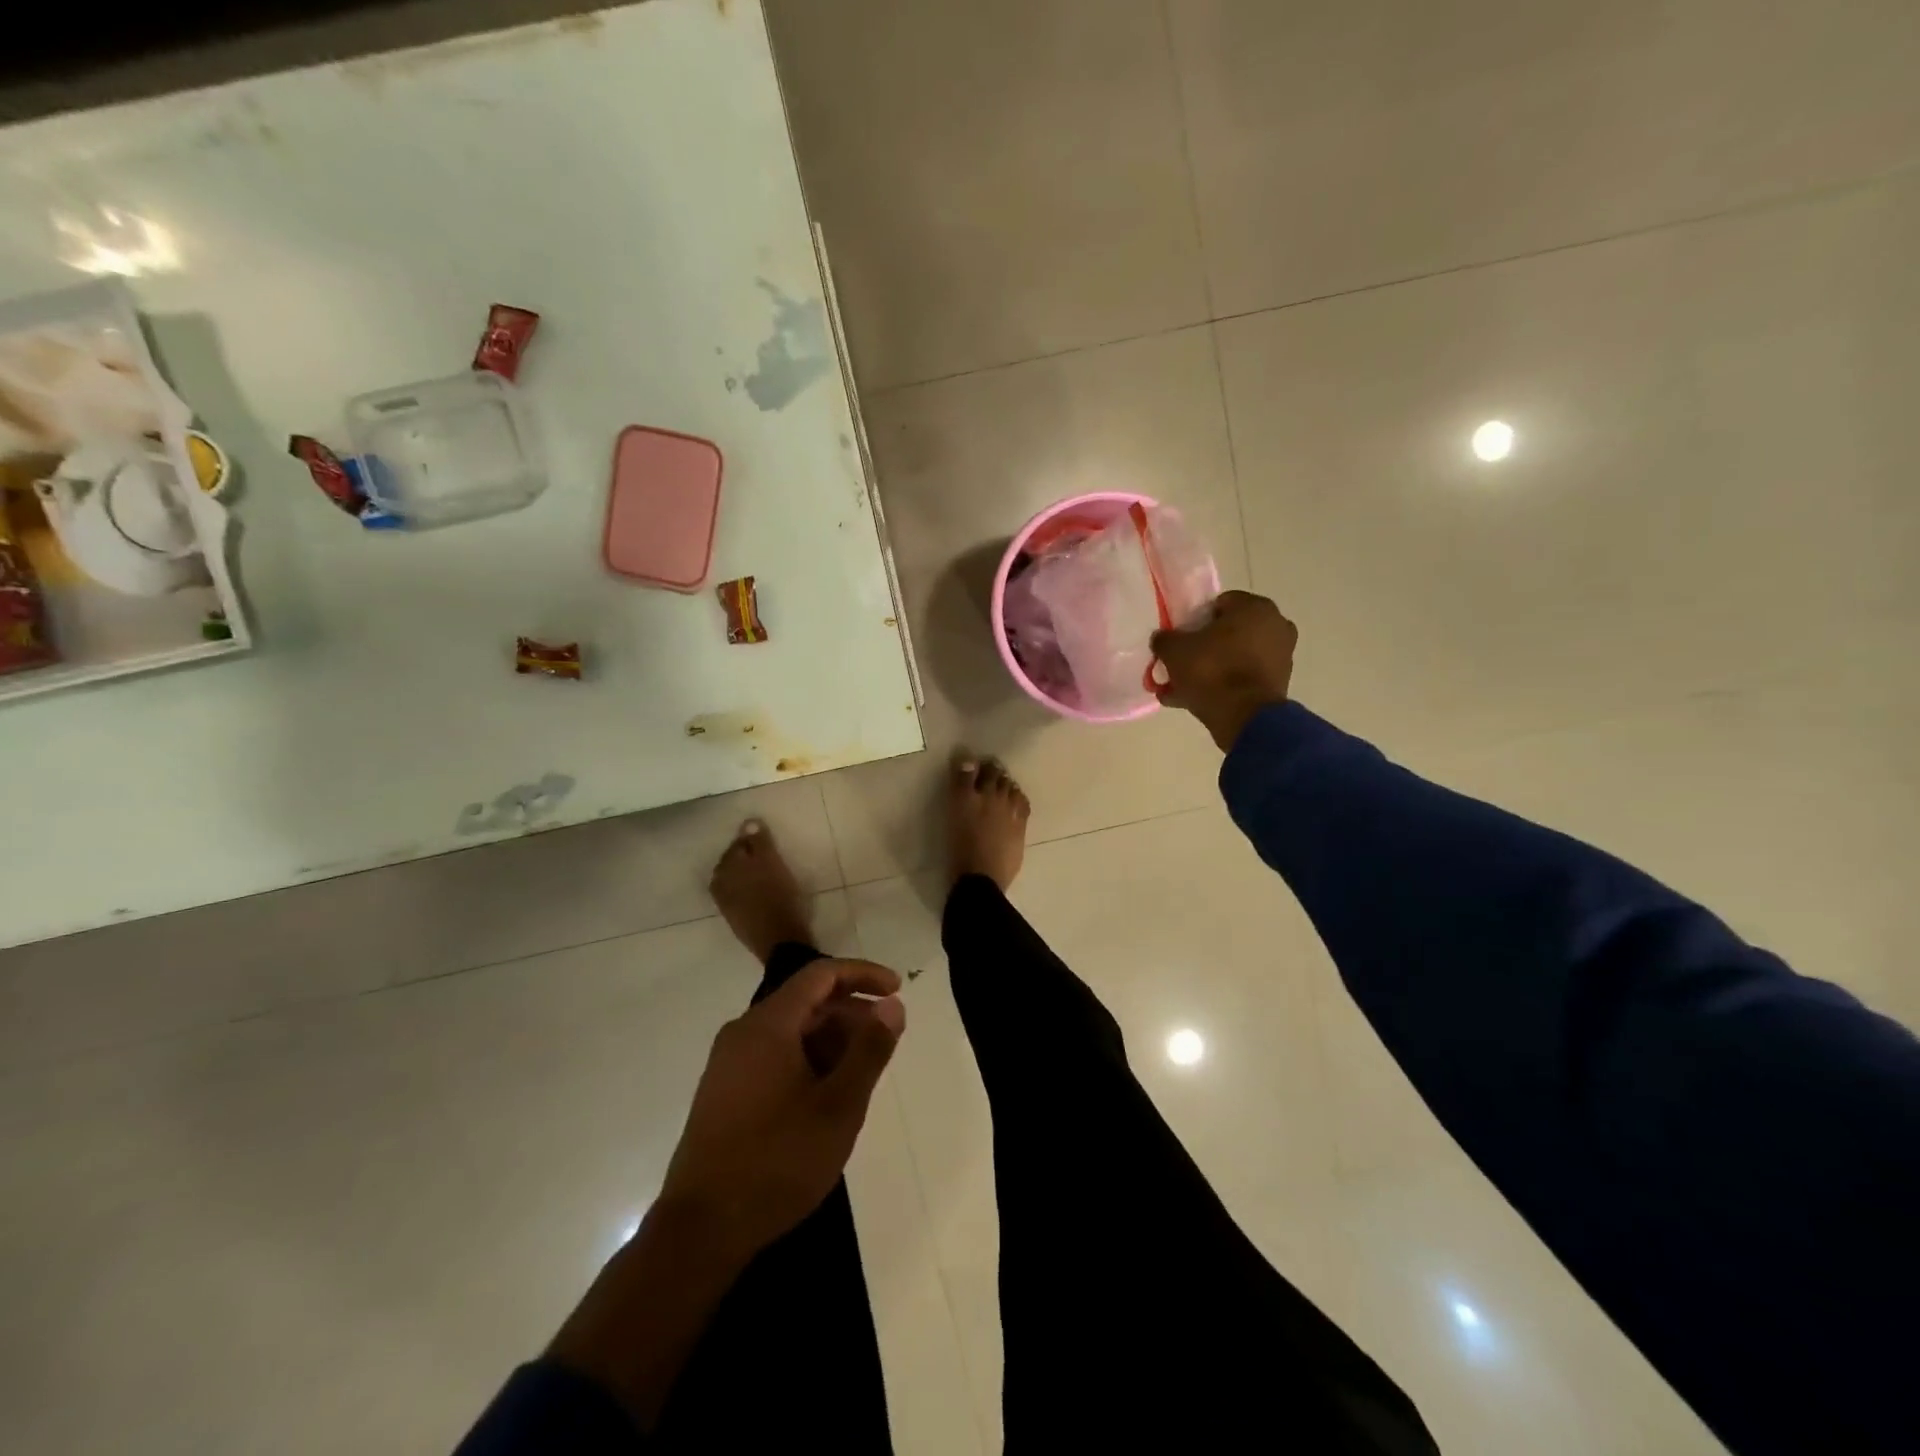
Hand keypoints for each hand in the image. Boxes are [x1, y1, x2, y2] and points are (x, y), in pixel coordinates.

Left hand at [660, 957, 905, 1259]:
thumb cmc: (777, 1161)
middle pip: (806, 1002)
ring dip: (831, 1040)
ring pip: (790, 1031)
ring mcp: (729, 1063)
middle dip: (850, 1013)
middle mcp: (743, 1032)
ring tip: (862, 1072)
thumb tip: (892, 1005)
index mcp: (768, 1025)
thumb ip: (869, 1050)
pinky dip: (808, 1060)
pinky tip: (827, 1095)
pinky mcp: (724, 1092)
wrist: (701, 1230)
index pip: (821, 975)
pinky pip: (774, 1055)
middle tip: (886, 1040)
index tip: (897, 989)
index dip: (862, 974)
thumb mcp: (839, 1107)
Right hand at [1152, 590, 1298, 751]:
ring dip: (1213, 668)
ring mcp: (1281, 656)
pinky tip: (1198, 700)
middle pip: (1229, 632)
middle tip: (1182, 663)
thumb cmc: (1211, 670)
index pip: (1219, 604)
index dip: (1195, 620)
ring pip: (1235, 657)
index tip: (1181, 638)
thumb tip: (1162, 638)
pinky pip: (1244, 677)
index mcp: (1255, 607)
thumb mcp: (1174, 650)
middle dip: (1204, 646)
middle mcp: (1275, 625)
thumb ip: (1164, 639)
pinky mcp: (1279, 683)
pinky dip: (1225, 685)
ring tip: (1184, 687)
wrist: (1243, 717)